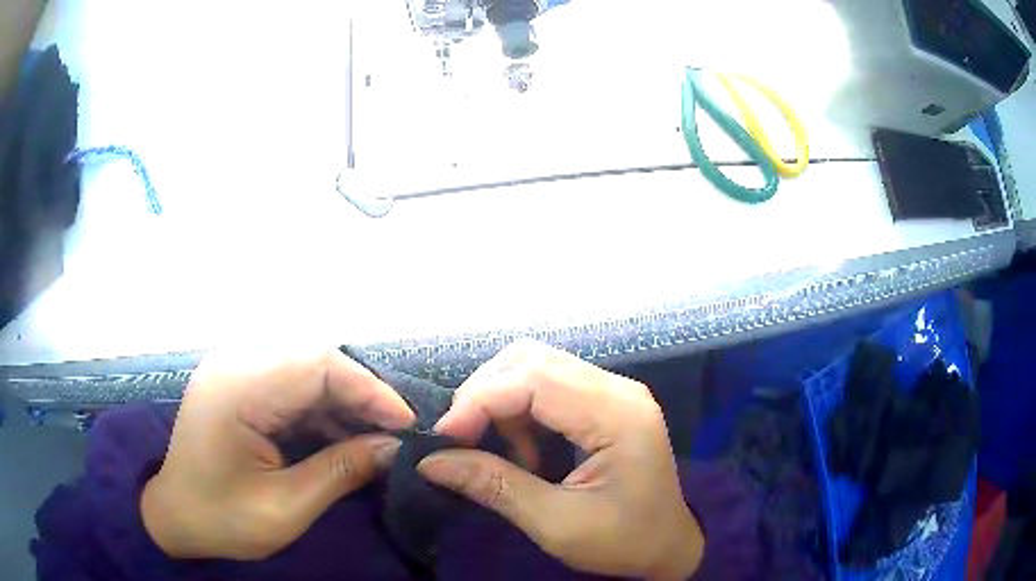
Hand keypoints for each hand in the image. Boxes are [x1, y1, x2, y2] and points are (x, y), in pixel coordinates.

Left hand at [141, 347, 414, 559]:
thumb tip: (395, 448)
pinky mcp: (239, 384)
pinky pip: (291, 386)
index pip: (317, 364)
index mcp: (238, 388)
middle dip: (361, 396)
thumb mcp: (285, 508)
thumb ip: (341, 472)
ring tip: (376, 438)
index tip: (406, 424)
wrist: (174, 516)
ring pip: (306, 371)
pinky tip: (342, 437)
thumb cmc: (221, 519)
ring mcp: (235, 370)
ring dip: (344, 403)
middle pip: (315, 361)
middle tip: (396, 433)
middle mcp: (236, 364)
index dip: (369, 389)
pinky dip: (322, 410)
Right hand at [419, 341, 703, 579]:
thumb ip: (494, 486)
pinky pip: (548, 387)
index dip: (479, 400)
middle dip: (485, 394)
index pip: (534, 379)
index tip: (443, 437)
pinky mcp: (605, 403)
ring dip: (501, 401)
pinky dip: (519, 411)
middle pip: (532, 360)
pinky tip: (522, 448)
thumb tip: (430, 461)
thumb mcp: (557, 524)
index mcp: (616, 415)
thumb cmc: (623, 542)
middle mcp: (617, 389)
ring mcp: (613, 392)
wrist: (669, 546)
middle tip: (460, 440)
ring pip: (536, 367)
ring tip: (494, 449)